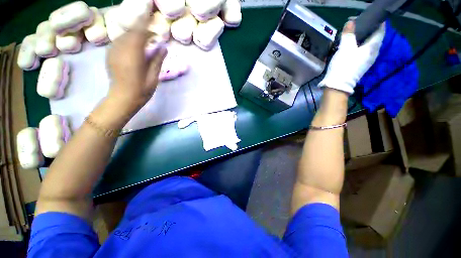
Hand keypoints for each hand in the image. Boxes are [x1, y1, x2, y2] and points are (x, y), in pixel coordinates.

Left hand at [106, 15, 167, 108]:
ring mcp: (113, 51)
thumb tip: (163, 47)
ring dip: (136, 34)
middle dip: (142, 28)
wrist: (122, 98)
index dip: (144, 20)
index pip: (138, 31)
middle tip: (154, 33)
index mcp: (133, 54)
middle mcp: (120, 49)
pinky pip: (120, 41)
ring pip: (125, 35)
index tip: (149, 11)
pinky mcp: (110, 54)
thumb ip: (157, 60)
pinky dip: (129, 40)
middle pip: (131, 31)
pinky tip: (136, 46)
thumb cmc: (141, 90)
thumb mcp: (153, 76)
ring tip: (147, 39)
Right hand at [318, 20, 384, 93]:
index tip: (370, 17)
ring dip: (362, 38)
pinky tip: (351, 46)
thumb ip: (348, 34)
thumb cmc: (343, 65)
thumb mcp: (345, 48)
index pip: (380, 30)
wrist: (338, 85)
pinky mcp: (360, 66)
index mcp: (373, 47)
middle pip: (374, 37)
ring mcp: (367, 61)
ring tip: (354, 34)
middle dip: (368, 30)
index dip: (377, 22)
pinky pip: (363, 52)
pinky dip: (359, 46)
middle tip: (359, 24)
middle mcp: (373, 53)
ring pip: (368, 45)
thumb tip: (350, 22)